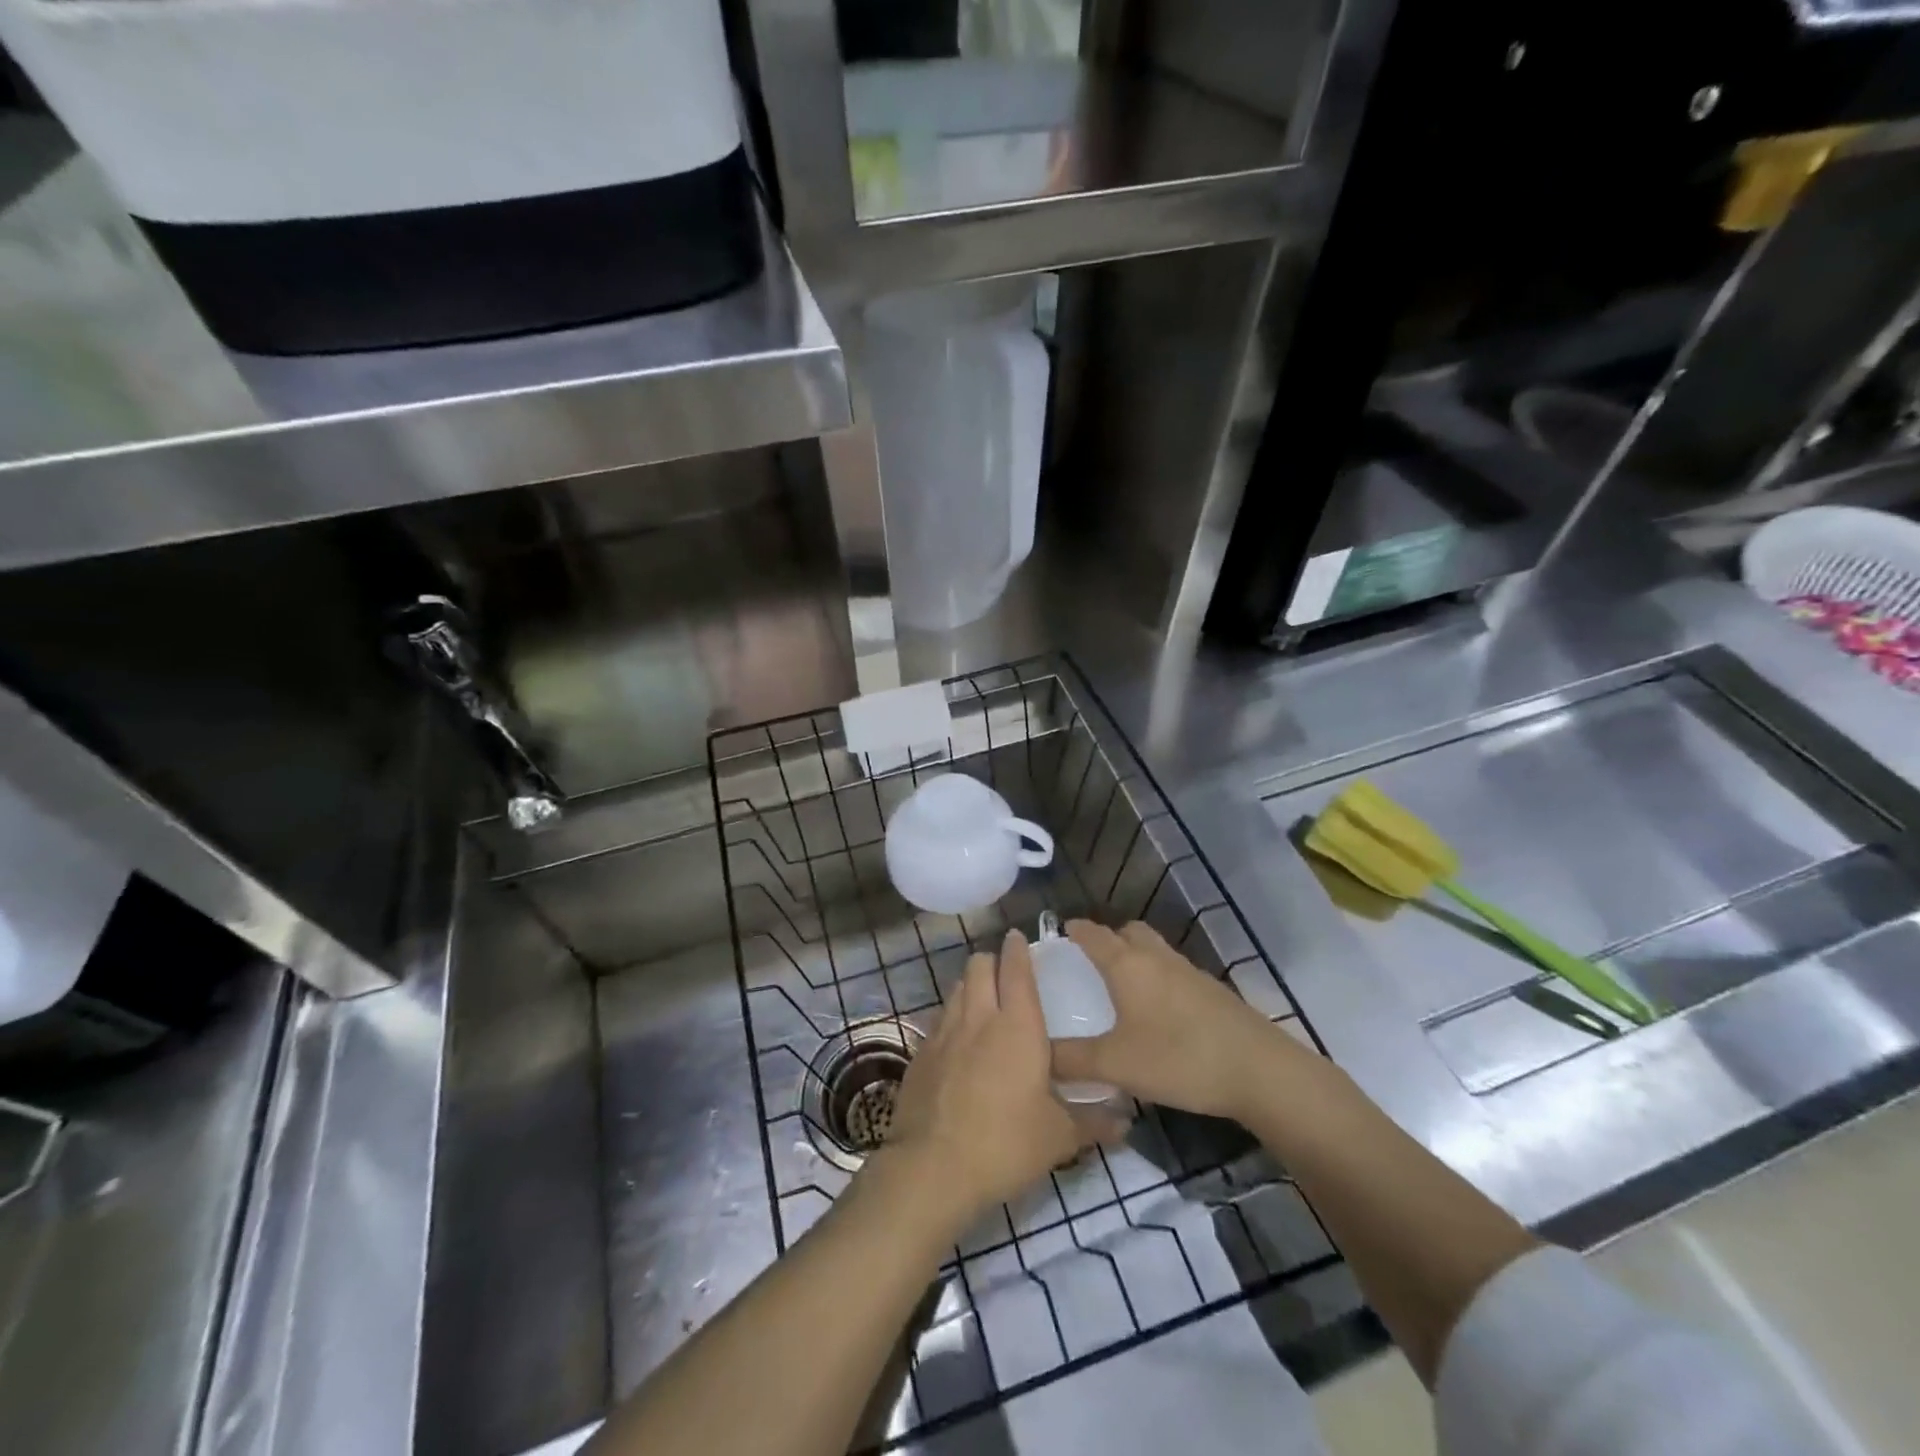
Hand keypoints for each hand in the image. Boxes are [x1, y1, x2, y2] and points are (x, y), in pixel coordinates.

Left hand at [882, 930, 1126, 1215]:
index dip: (1018, 949)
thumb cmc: (1006, 1144)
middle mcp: (978, 1017)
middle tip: (1006, 972)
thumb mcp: (1059, 1137)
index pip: (1016, 969)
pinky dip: (952, 1017)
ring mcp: (944, 1033)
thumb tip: (1126, 1122)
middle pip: (979, 965)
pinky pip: (939, 1020)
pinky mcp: (920, 1054)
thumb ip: (1093, 1122)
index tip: (1020, 938)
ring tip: (984, 1002)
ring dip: (971, 985)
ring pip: (957, 988)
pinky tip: (959, 1042)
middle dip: (992, 960)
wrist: (933, 1168)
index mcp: (1017, 1025)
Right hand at [1051, 920, 1298, 1122]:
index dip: (1076, 930)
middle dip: (1109, 938)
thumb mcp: (1117, 1064)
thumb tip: (1036, 1055)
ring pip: (1155, 950)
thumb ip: (1072, 1060)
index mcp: (1128, 965)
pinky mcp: (1212, 991)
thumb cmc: (1179, 1058)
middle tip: (1091, 959)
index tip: (1060, 931)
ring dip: (1136, 957)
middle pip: (1129, 932)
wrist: (1259, 1070)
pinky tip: (1158, 1012)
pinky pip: (1174, 971)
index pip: (1094, 934)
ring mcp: (1189, 972)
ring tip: (1122, 986)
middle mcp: (1157, 958)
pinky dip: (1158, 978)